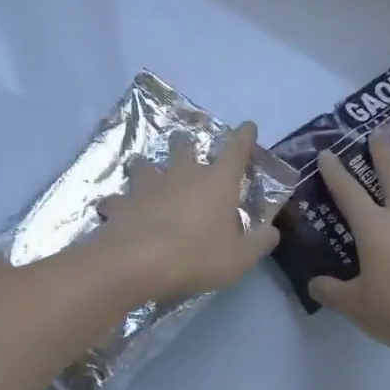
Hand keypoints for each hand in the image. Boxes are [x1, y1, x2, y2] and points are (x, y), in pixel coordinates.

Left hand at [95, 122, 280, 302]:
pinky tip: (117, 209)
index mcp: (217, 182)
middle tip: (185, 147)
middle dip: (185, 144)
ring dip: (147, 168)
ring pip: (145, 165)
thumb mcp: (239, 258)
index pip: (236, 149)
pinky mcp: (122, 202)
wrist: (137, 263)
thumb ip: (259, 243)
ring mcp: (148, 185)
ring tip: (147, 174)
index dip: (244, 136)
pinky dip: (119, 202)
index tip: (248, 127)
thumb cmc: (196, 256)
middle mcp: (183, 174)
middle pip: (184, 146)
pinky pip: (118, 198)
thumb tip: (272, 232)